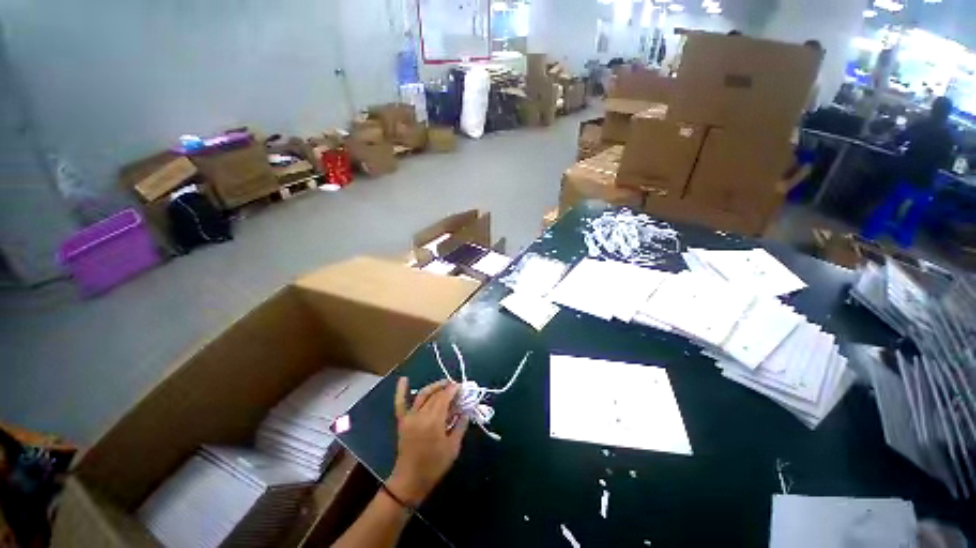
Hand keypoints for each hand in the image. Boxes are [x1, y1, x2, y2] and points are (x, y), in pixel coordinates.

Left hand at [388, 378, 468, 505]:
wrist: (410, 481)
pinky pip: (400, 403)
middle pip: (436, 395)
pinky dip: (401, 390)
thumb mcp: (453, 447)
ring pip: (423, 395)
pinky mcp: (402, 421)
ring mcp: (410, 417)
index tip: (462, 387)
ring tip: (444, 383)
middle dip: (447, 389)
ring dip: (434, 387)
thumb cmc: (434, 466)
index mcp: (434, 421)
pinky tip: (404, 378)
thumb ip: (460, 426)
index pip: (445, 397)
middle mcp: (421, 415)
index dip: (454, 390)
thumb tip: (466, 410)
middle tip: (456, 388)